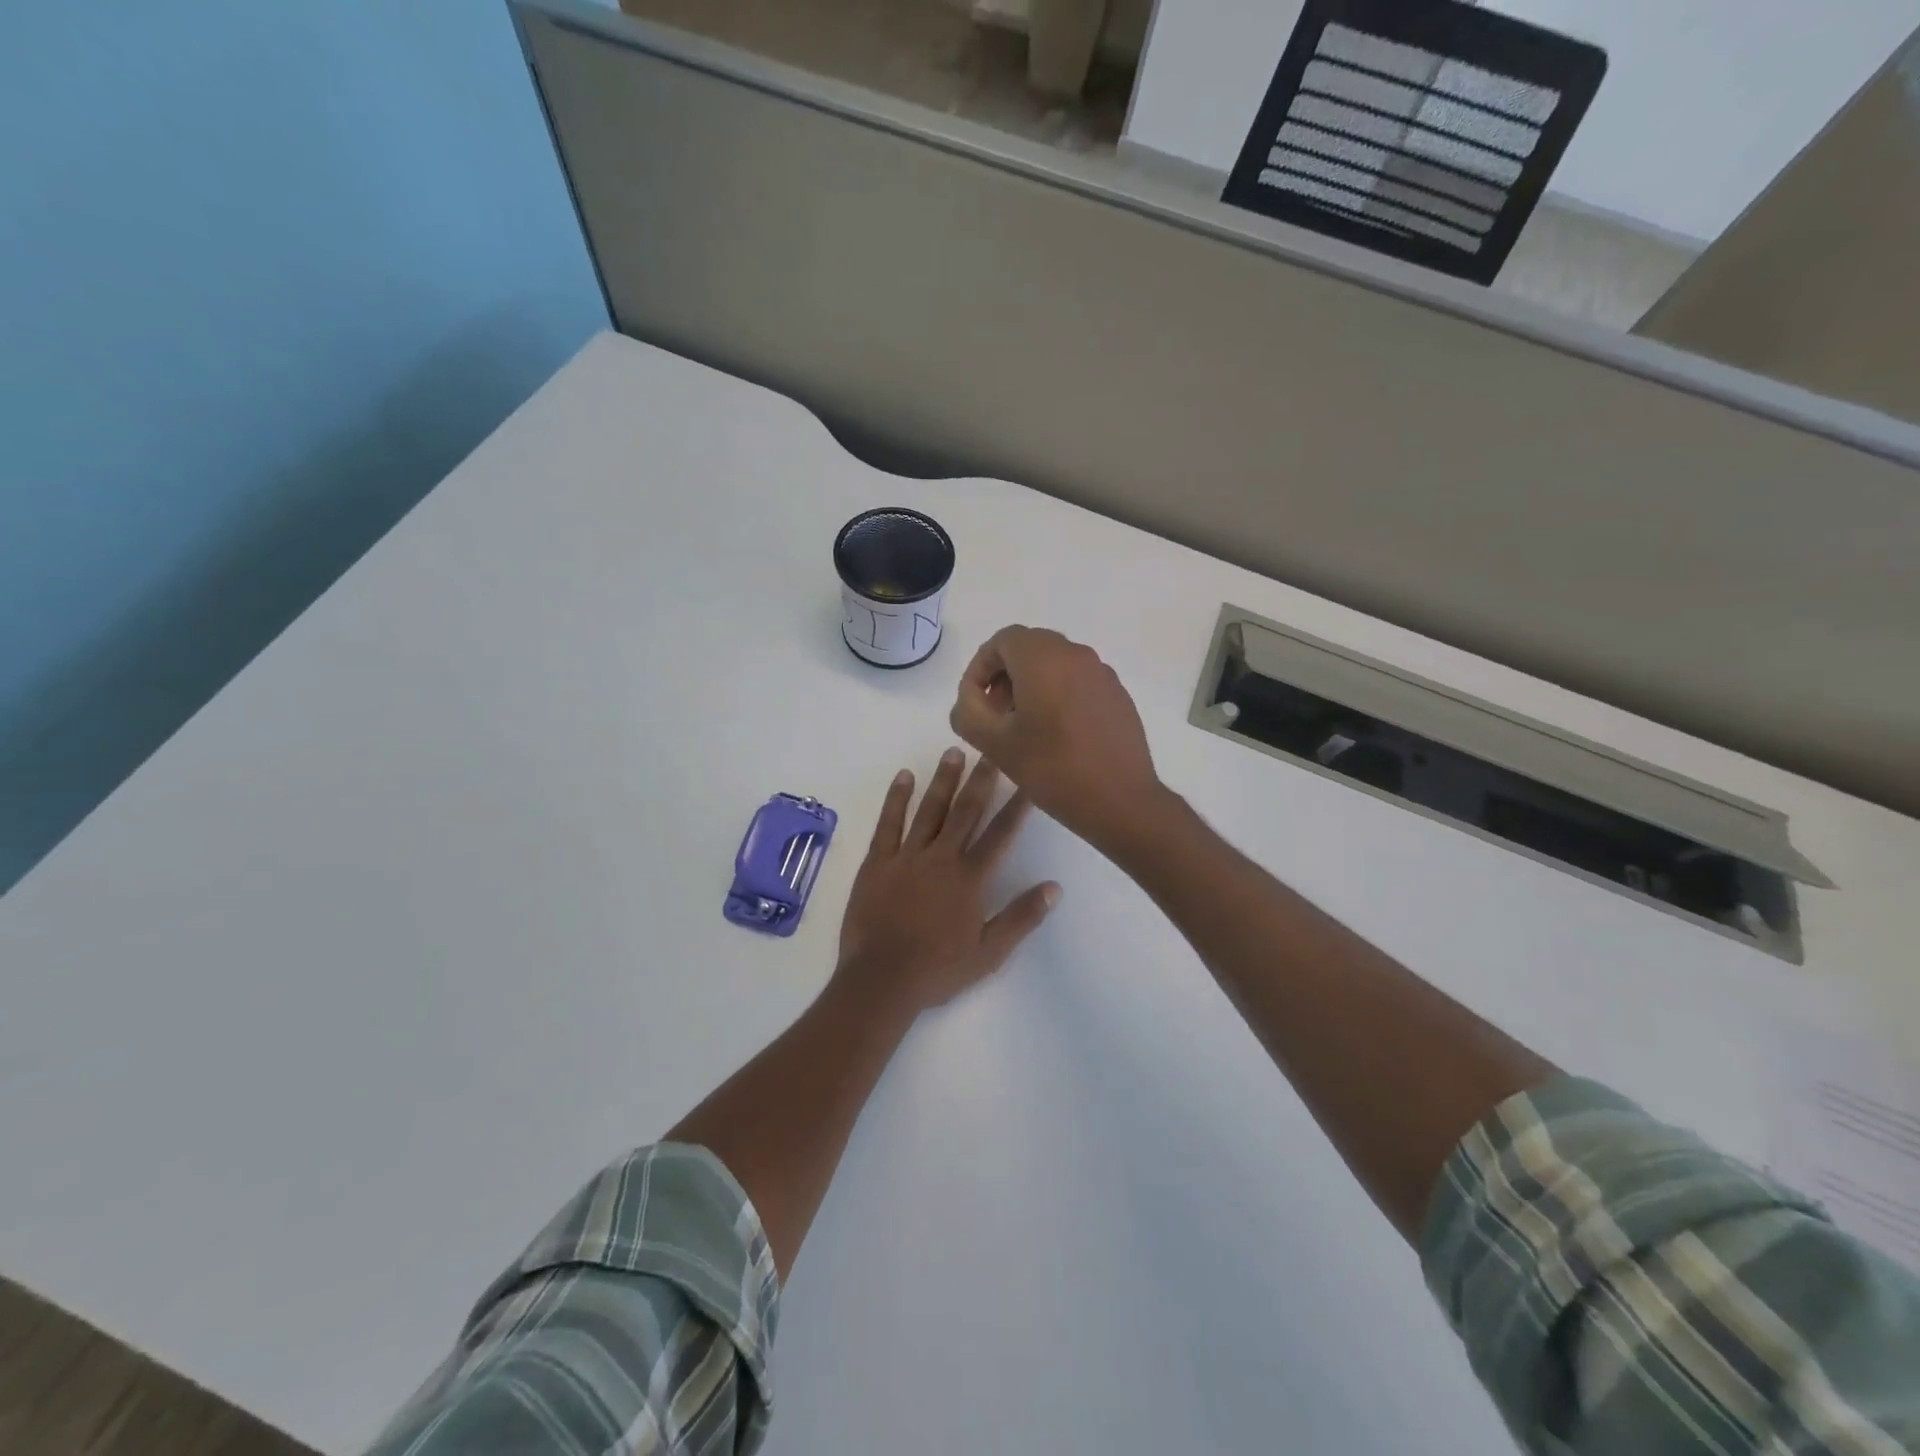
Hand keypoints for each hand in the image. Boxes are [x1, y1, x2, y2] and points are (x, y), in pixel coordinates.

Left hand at [834, 748, 1060, 1017]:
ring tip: (953, 752)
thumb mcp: (989, 953)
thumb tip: (1055, 887)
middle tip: (992, 750)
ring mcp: (906, 856)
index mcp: (969, 878)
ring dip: (943, 780)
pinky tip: (904, 776)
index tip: (1028, 780)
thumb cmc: (938, 970)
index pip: (1000, 834)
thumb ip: (1022, 917)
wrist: (881, 980)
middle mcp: (941, 858)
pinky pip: (888, 823)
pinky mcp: (878, 862)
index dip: (1017, 806)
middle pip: (966, 811)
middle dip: (981, 779)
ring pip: (929, 810)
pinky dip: (896, 798)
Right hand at [948, 626, 1161, 852]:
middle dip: (1005, 675)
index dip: (980, 668)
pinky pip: (1079, 682)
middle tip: (995, 714)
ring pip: (1055, 664)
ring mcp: (1102, 674)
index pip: (1002, 641)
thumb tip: (970, 699)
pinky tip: (1057, 735)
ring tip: (1023, 727)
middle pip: (1029, 648)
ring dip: (1031, 685)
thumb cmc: (1052, 769)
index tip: (974, 703)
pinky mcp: (1118, 695)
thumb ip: (968, 712)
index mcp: (1044, 658)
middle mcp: (1076, 655)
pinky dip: (1059, 695)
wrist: (1120, 801)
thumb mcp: (994, 744)